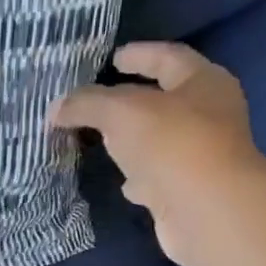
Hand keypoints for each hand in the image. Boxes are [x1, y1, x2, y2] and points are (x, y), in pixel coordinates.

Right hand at [49, 42, 265, 265]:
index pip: (168, 57)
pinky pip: (156, 175)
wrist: (207, 211)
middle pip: (164, 99)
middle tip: (95, 100)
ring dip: (131, 139)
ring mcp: (200, 155)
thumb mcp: (120, 112)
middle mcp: (208, 115)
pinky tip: (119, 181)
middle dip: (130, 99)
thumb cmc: (171, 144)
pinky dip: (137, 175)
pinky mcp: (187, 190)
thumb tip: (57, 108)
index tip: (112, 58)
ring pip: (158, 140)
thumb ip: (86, 104)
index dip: (140, 54)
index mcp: (203, 83)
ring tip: (98, 138)